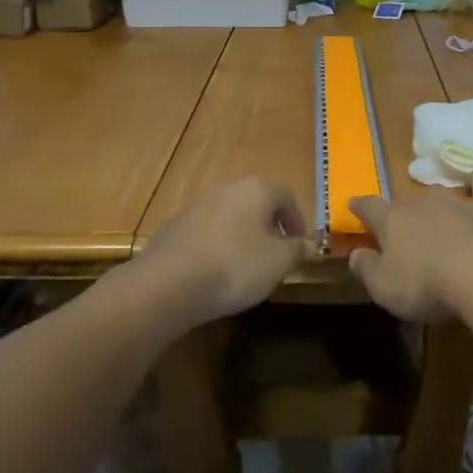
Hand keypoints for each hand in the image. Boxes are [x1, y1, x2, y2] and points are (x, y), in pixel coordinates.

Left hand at [138, 178, 308, 326]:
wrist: (168, 283)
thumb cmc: (235, 266)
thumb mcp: (279, 262)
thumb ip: (297, 249)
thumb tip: (304, 244)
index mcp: (256, 189)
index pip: (286, 197)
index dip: (298, 221)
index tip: (300, 247)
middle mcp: (227, 188)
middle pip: (256, 204)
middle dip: (269, 228)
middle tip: (275, 257)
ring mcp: (197, 205)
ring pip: (230, 217)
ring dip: (242, 237)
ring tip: (245, 269)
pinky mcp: (174, 226)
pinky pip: (207, 233)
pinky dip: (217, 247)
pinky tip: (215, 274)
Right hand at [347, 171, 472, 320]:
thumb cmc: (425, 285)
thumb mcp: (384, 288)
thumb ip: (366, 269)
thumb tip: (355, 254)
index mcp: (392, 221)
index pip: (370, 207)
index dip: (361, 206)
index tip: (354, 204)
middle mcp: (422, 203)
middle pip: (407, 204)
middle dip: (405, 215)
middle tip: (408, 236)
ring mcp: (457, 202)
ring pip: (440, 194)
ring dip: (438, 206)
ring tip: (442, 221)